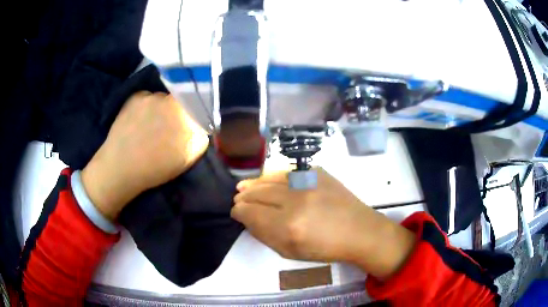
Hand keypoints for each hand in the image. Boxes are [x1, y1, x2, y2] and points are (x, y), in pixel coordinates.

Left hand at [81, 92, 208, 220]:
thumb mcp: (189, 156)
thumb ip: (201, 134)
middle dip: (176, 112)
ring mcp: (149, 96)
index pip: (197, 104)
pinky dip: (144, 108)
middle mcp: (168, 98)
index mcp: (185, 111)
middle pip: (179, 100)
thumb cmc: (156, 167)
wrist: (121, 168)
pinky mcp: (134, 97)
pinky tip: (137, 123)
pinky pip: (145, 99)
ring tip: (149, 128)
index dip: (193, 115)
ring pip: (161, 99)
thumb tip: (199, 122)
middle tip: (167, 129)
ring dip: (159, 110)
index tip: (186, 127)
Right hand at [232, 168, 415, 278]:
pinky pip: (286, 173)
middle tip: (238, 200)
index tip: (236, 212)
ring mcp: (308, 182)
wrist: (359, 230)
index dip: (239, 211)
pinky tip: (265, 180)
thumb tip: (247, 218)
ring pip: (269, 179)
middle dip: (243, 198)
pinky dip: (272, 177)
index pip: (251, 213)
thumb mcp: (291, 252)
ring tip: (243, 187)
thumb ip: (265, 235)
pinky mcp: (317, 172)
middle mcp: (296, 201)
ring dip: (253, 184)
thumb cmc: (325, 248)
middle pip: (258, 194)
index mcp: (289, 227)